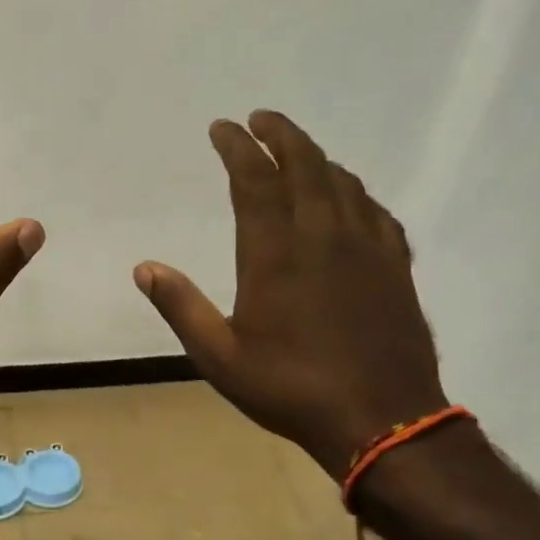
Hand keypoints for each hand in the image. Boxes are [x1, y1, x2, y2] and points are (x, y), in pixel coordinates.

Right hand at [134, 110, 445, 469]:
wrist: (382, 420)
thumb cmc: (290, 388)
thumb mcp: (219, 356)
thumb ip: (181, 307)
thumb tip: (144, 268)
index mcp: (275, 252)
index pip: (254, 179)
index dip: (236, 146)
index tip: (222, 127)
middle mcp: (322, 235)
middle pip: (304, 163)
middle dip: (280, 134)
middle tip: (261, 119)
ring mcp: (365, 247)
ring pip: (341, 181)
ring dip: (315, 156)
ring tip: (296, 151)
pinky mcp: (395, 265)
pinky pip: (374, 210)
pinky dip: (354, 191)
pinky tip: (347, 196)